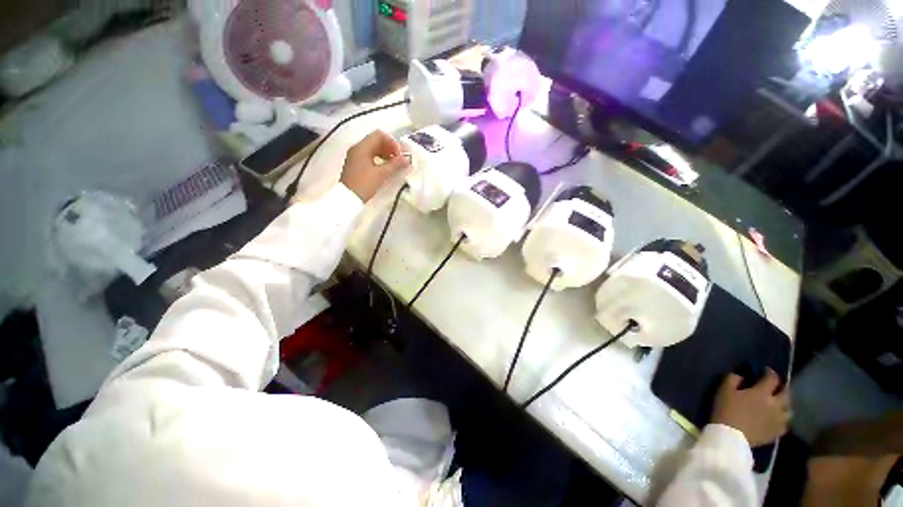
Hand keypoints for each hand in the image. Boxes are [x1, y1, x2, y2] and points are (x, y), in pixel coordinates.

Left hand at [340, 130, 408, 201]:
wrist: (348, 198)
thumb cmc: (364, 185)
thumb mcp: (381, 174)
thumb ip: (395, 165)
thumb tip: (407, 159)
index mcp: (362, 147)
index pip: (380, 135)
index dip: (393, 143)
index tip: (400, 155)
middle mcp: (358, 148)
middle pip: (377, 140)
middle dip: (390, 148)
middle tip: (400, 160)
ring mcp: (356, 156)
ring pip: (374, 148)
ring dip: (386, 154)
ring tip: (395, 165)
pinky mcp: (356, 164)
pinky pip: (370, 156)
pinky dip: (380, 159)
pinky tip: (386, 168)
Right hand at [711, 369, 790, 446]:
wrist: (731, 437)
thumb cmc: (727, 410)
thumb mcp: (724, 391)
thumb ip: (733, 379)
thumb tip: (741, 376)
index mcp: (762, 393)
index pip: (773, 378)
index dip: (770, 373)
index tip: (765, 371)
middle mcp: (775, 404)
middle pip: (786, 393)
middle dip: (783, 388)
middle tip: (777, 387)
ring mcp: (778, 420)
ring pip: (789, 410)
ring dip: (785, 405)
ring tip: (779, 404)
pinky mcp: (776, 432)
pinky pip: (785, 424)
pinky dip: (783, 419)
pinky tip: (777, 420)